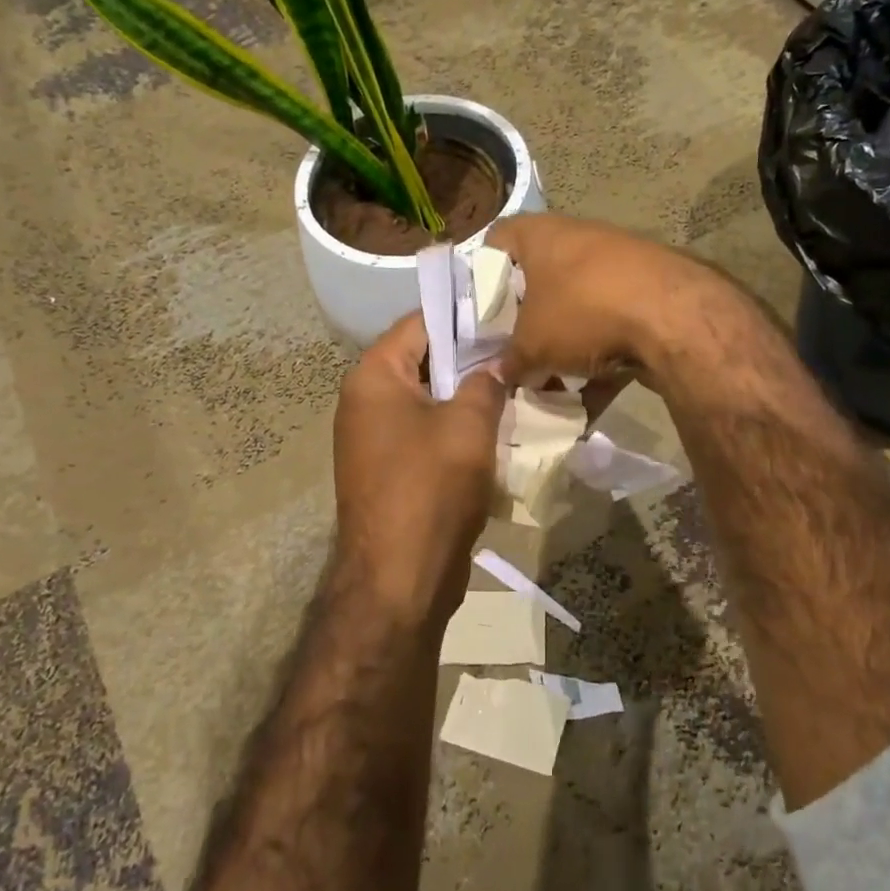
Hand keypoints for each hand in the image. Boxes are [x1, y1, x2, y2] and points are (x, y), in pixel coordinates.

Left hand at [331, 312, 508, 624]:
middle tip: (522, 351)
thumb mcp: (469, 425)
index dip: (465, 314)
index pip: (420, 323)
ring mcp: (376, 439)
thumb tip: (499, 362)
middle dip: (473, 358)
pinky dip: (460, 429)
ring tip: (519, 387)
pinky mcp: (392, 471)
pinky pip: (429, 434)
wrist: (400, 578)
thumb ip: (486, 382)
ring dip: (470, 396)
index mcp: (374, 377)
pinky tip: (500, 430)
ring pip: (431, 400)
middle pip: (426, 361)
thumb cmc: (431, 487)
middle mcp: (367, 401)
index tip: (508, 312)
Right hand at [485, 214, 710, 387]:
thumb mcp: (532, 344)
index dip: (480, 275)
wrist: (672, 317)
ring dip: (562, 348)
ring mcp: (617, 267)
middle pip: (538, 282)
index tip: (475, 312)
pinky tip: (587, 404)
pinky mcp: (648, 297)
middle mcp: (578, 240)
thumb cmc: (581, 311)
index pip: (495, 241)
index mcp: (540, 235)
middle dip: (525, 323)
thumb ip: (510, 361)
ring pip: (576, 310)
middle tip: (510, 355)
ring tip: (548, 387)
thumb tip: (499, 375)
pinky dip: (599, 363)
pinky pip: (611, 331)